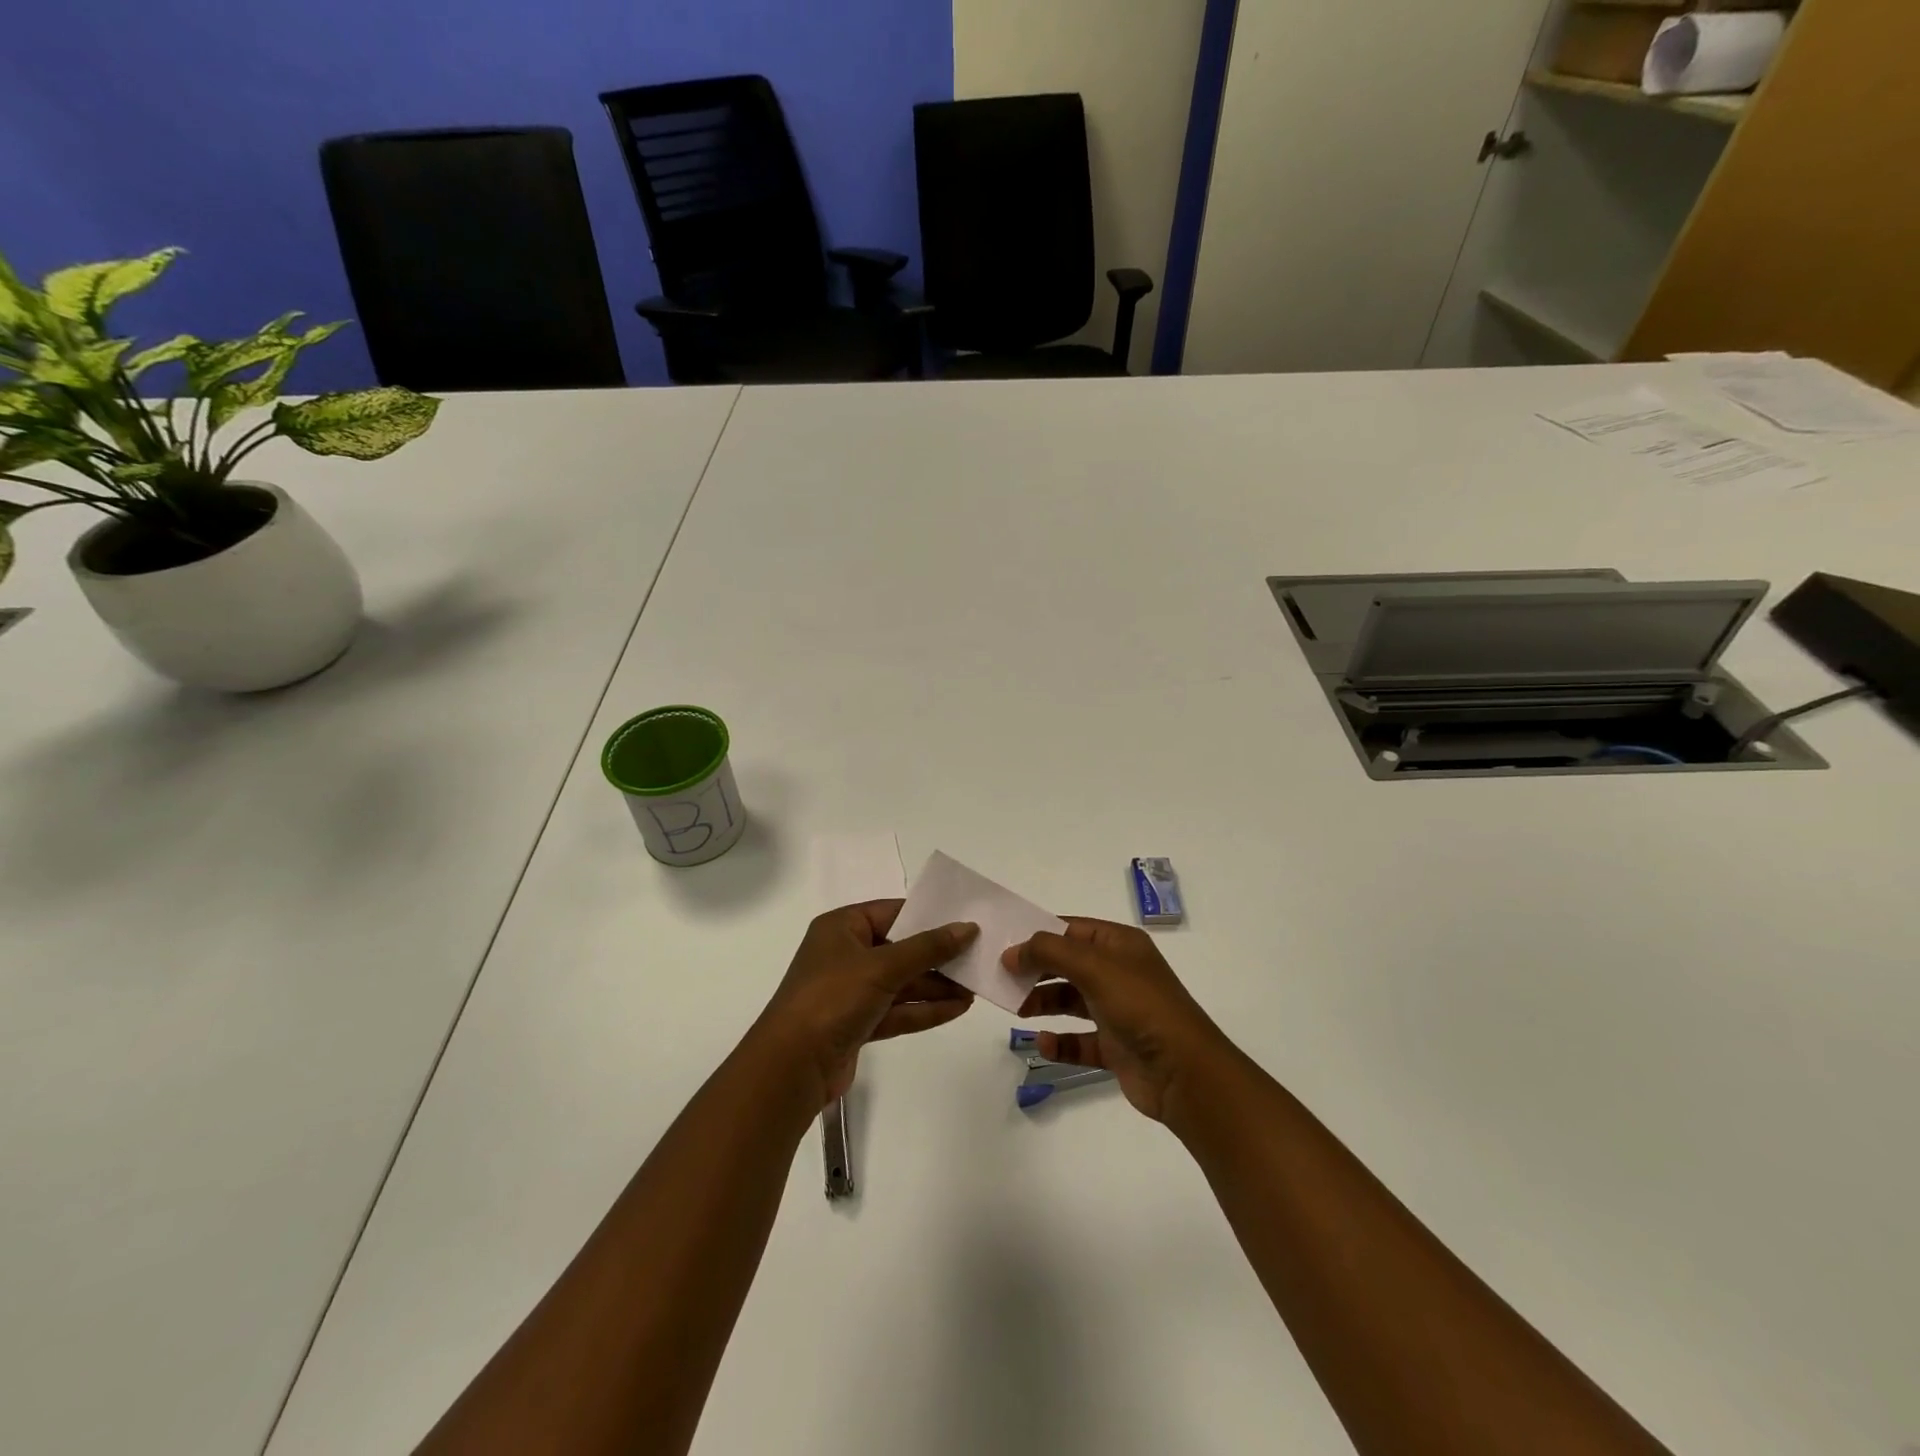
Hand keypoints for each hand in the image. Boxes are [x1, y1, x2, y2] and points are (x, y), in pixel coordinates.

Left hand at [754, 901, 977, 1107]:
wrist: (791, 1068)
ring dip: (936, 985)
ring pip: (901, 982)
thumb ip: (927, 948)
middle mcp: (844, 955)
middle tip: (977, 958)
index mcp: (841, 928)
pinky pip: (897, 1010)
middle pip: (900, 949)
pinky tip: (957, 1008)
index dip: (928, 916)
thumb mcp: (882, 966)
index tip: (965, 921)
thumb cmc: (832, 999)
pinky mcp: (857, 1024)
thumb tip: (967, 928)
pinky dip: (924, 1009)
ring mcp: (850, 992)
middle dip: (937, 956)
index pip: (892, 912)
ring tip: (975, 987)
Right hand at [1004, 918, 1236, 1124]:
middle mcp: (1119, 973)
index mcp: (1120, 945)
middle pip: (1067, 964)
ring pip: (1070, 1001)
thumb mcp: (1094, 966)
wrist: (1185, 1072)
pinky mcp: (1115, 1046)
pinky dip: (1060, 1041)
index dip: (1039, 934)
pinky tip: (1043, 1043)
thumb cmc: (1140, 1006)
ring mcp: (1118, 1011)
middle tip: (1002, 978)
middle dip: (1036, 970)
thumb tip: (1013, 951)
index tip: (1004, 944)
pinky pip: (1079, 1040)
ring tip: (1015, 1009)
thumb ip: (1049, 952)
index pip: (1072, 929)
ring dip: (1043, 1003)